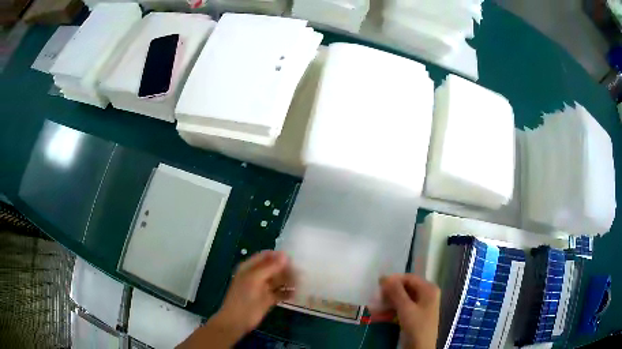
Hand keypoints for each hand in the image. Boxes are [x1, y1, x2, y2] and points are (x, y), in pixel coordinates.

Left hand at [177, 251, 294, 348]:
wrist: (237, 321)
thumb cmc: (243, 298)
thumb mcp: (255, 280)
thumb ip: (269, 267)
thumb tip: (285, 255)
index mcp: (249, 268)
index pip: (266, 256)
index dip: (278, 256)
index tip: (293, 258)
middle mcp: (257, 276)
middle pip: (274, 268)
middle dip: (286, 269)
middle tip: (301, 271)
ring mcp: (263, 288)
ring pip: (278, 280)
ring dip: (289, 280)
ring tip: (301, 281)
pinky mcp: (268, 299)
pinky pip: (280, 293)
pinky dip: (288, 292)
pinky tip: (296, 293)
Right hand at [376, 274, 439, 348]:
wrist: (421, 347)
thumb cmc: (416, 325)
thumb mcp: (405, 308)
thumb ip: (396, 291)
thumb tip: (385, 276)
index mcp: (428, 289)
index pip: (409, 278)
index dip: (394, 279)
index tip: (378, 284)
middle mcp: (426, 294)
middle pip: (405, 288)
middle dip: (389, 293)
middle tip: (375, 297)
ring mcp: (421, 305)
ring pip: (402, 299)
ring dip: (387, 303)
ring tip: (373, 307)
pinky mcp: (414, 315)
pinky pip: (401, 308)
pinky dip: (391, 310)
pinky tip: (378, 315)